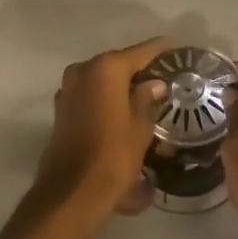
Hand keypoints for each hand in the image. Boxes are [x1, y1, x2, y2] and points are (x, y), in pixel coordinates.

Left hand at [20, 36, 169, 238]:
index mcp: (105, 69)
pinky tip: (123, 110)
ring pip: (102, 80)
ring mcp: (68, 90)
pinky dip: (106, 98)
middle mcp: (83, 71)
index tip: (176, 46)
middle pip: (118, 64)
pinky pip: (90, 95)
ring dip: (120, 85)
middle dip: (139, 70)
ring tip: (145, 95)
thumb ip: (147, 99)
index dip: (160, 50)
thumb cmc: (114, 155)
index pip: (140, 52)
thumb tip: (154, 84)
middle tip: (163, 77)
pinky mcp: (61, 110)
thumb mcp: (140, 126)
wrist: (73, 191)